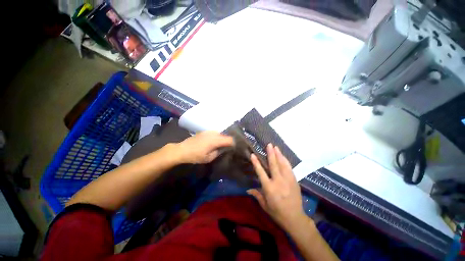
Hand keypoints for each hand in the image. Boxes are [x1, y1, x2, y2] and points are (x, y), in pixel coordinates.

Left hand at [175, 131, 233, 163]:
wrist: (182, 149)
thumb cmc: (196, 156)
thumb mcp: (209, 158)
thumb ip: (219, 152)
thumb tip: (225, 148)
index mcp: (215, 140)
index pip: (229, 139)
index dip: (234, 143)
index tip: (234, 148)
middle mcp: (214, 133)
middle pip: (226, 135)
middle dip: (228, 141)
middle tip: (229, 147)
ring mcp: (209, 131)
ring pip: (220, 133)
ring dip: (223, 138)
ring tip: (222, 144)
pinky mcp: (205, 131)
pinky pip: (215, 133)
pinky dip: (217, 136)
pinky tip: (214, 142)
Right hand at [248, 144, 306, 229]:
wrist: (295, 218)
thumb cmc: (277, 213)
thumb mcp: (264, 206)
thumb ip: (257, 195)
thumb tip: (247, 190)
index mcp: (269, 188)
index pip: (261, 172)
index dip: (256, 163)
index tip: (253, 155)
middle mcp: (278, 182)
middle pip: (274, 165)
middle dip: (271, 153)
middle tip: (269, 145)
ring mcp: (287, 180)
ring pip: (283, 164)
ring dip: (279, 155)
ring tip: (276, 147)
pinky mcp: (294, 180)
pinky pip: (289, 168)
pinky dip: (286, 161)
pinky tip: (283, 156)